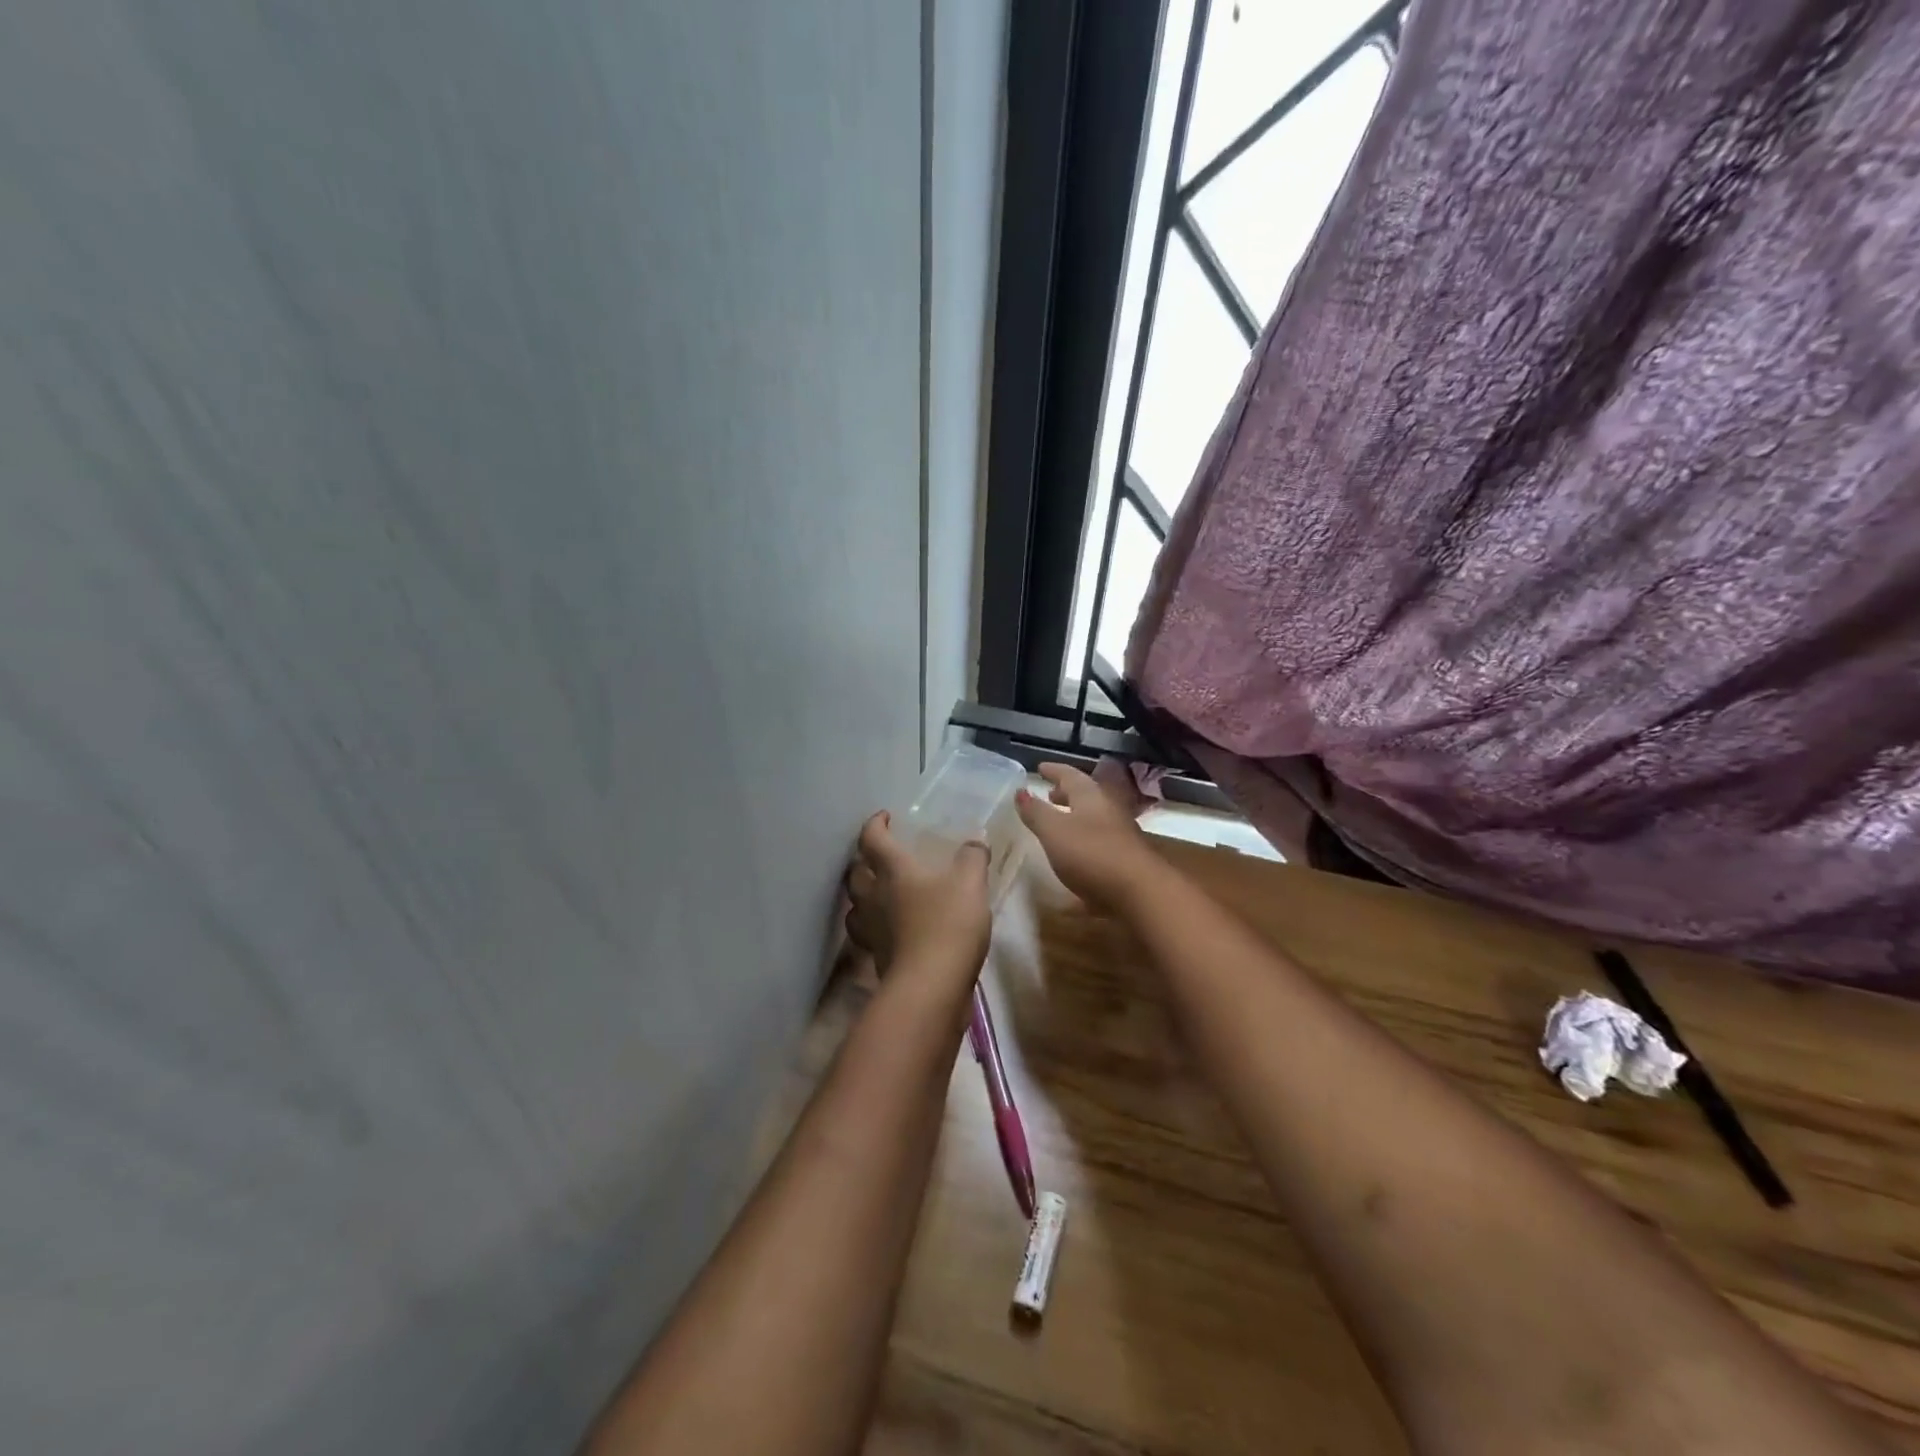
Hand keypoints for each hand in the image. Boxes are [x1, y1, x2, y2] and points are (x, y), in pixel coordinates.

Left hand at [844, 811, 990, 978]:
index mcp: (892, 870)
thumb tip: (975, 842)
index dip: (875, 824)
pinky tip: (893, 929)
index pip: (872, 839)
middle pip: (855, 873)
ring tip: (880, 893)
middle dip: (863, 861)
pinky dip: (876, 927)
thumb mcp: (970, 884)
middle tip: (879, 856)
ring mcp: (871, 930)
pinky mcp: (877, 958)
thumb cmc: (948, 925)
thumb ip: (973, 858)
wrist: (931, 987)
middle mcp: (874, 897)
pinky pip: (869, 935)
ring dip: (863, 896)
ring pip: (855, 906)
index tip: (884, 817)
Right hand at [1014, 763, 1158, 911]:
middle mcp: (1108, 810)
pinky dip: (1083, 842)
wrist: (1140, 891)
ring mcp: (1120, 835)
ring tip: (1058, 825)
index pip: (1070, 775)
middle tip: (1049, 795)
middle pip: (1085, 796)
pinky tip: (1074, 857)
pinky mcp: (1124, 859)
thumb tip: (1020, 790)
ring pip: (1094, 819)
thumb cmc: (1091, 854)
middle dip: (1065, 794)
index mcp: (1090, 797)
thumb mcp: (1054, 831)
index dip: (1053, 771)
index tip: (1040, 768)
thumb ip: (1036, 812)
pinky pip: (1099, 842)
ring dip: (1075, 818)